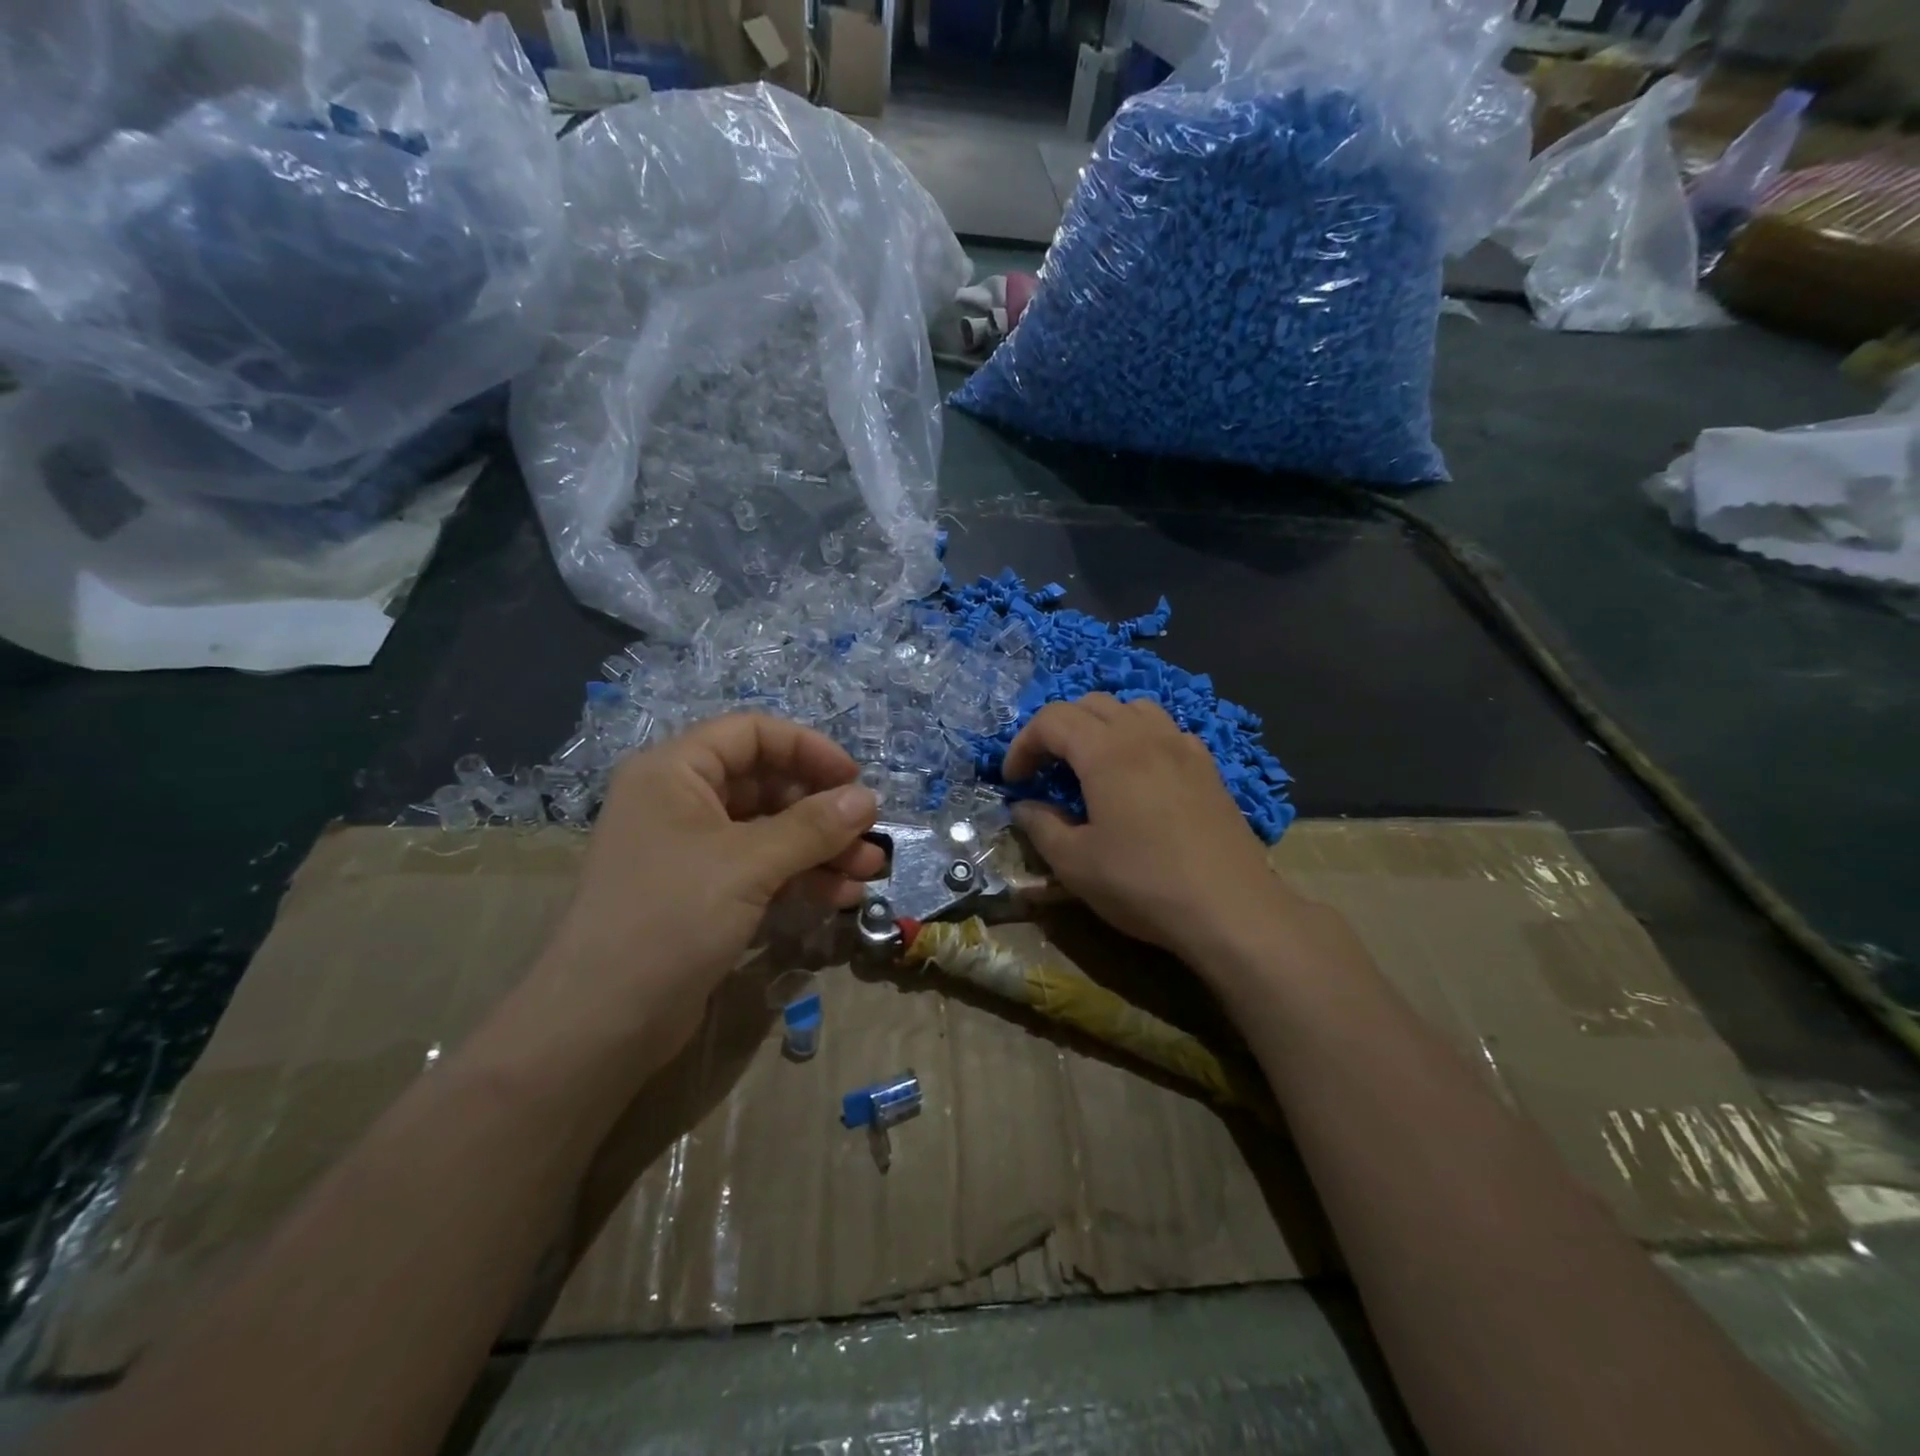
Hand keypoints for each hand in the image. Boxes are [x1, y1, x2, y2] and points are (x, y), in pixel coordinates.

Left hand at [529, 714, 882, 1063]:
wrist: (602, 1023)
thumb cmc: (670, 918)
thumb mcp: (748, 864)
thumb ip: (812, 827)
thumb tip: (868, 798)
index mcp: (675, 772)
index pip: (751, 734)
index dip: (807, 749)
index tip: (854, 780)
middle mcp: (681, 802)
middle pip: (766, 784)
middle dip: (822, 810)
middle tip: (869, 835)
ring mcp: (693, 851)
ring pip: (770, 831)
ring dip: (822, 848)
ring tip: (869, 871)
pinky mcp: (705, 894)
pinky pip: (762, 869)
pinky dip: (802, 878)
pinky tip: (841, 897)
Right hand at [1004, 696, 1284, 964]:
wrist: (1231, 908)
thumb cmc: (1143, 884)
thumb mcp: (1075, 863)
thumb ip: (1040, 826)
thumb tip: (1024, 806)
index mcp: (1107, 752)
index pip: (1052, 720)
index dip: (1024, 744)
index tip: (1014, 781)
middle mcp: (1145, 735)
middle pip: (1092, 704)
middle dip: (1058, 729)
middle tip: (1046, 769)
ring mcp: (1183, 747)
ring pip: (1133, 709)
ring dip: (1101, 725)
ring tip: (1091, 763)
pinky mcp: (1208, 767)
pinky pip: (1166, 731)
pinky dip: (1139, 738)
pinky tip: (1140, 776)